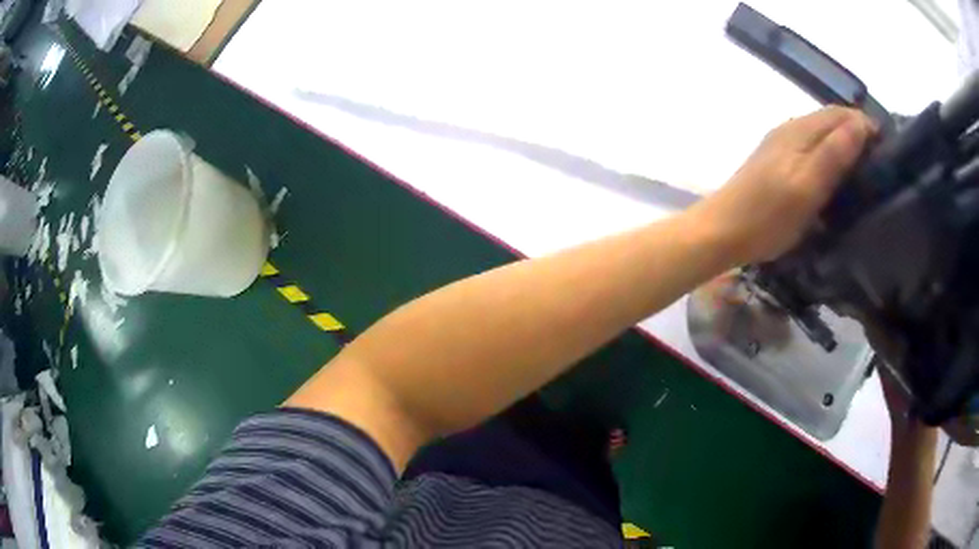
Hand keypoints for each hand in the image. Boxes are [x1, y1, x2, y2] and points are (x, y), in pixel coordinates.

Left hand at [689, 106, 875, 265]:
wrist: (722, 231)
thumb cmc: (768, 215)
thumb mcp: (807, 187)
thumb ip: (833, 154)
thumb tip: (860, 124)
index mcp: (799, 131)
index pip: (838, 114)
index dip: (863, 123)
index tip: (887, 145)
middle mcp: (789, 129)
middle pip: (829, 120)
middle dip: (856, 130)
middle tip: (881, 157)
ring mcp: (780, 145)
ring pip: (820, 133)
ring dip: (843, 141)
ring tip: (865, 165)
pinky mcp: (776, 162)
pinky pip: (810, 148)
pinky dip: (828, 153)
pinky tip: (836, 173)